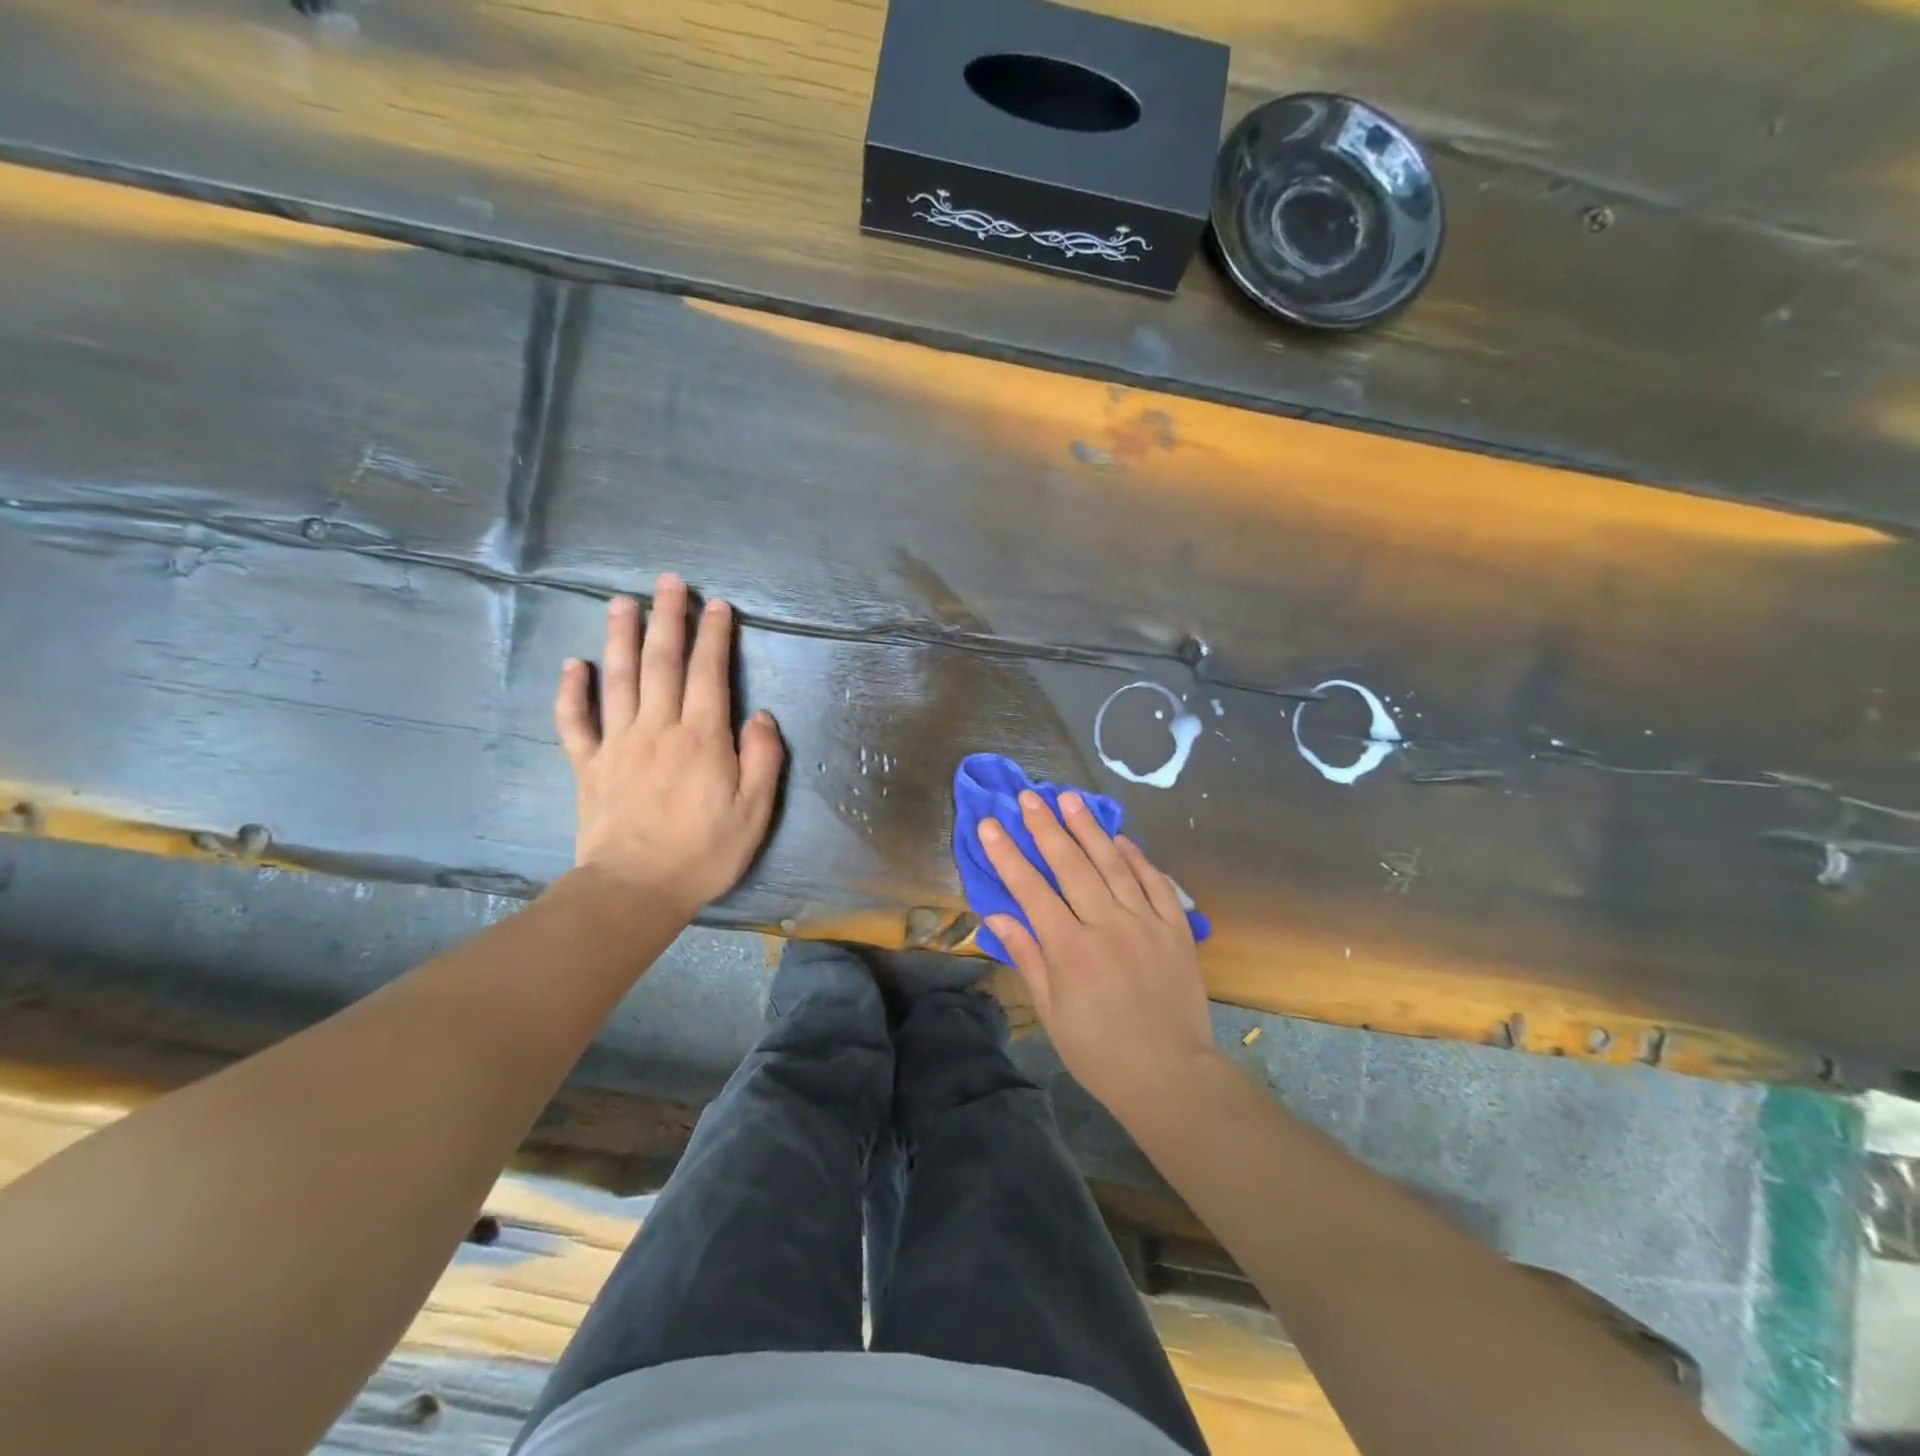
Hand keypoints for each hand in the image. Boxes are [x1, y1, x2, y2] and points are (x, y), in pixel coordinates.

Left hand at [554, 574, 784, 916]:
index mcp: (702, 738)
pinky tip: (573, 665)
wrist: (636, 889)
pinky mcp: (589, 765)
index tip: (716, 604)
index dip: (713, 636)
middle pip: (661, 662)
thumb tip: (761, 715)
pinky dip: (571, 691)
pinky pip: (575, 722)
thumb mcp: (755, 811)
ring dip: (620, 637)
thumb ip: (763, 758)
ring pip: (617, 679)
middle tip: (669, 582)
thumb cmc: (704, 852)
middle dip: (667, 619)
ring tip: (622, 602)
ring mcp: (618, 744)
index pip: (708, 673)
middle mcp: (658, 728)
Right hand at [979, 790, 1218, 1119]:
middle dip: (1046, 828)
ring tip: (1070, 799)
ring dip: (1089, 829)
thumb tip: (996, 915)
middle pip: (1071, 865)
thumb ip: (1027, 956)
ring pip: (1112, 864)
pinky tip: (1121, 838)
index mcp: (1070, 950)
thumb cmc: (1099, 1052)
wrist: (1170, 1076)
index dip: (1007, 854)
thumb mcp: (1051, 1012)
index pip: (1031, 889)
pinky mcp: (1176, 929)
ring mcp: (1145, 923)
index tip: (991, 824)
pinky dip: (1137, 857)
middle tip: (1030, 797)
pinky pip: (1155, 883)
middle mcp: (1106, 926)